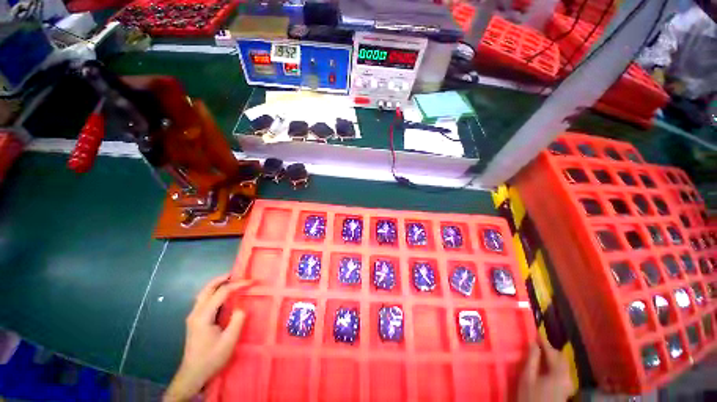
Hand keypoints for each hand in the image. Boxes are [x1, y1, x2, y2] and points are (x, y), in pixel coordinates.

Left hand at [164, 275, 252, 401]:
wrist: (193, 374)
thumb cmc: (211, 358)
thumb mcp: (229, 340)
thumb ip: (237, 320)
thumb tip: (240, 308)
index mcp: (203, 316)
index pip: (221, 293)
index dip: (237, 285)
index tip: (251, 282)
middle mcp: (195, 313)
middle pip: (207, 289)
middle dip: (221, 279)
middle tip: (236, 274)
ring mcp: (193, 317)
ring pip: (203, 294)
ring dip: (216, 285)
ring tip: (230, 280)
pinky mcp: (194, 321)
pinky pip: (203, 301)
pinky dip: (213, 293)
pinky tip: (221, 296)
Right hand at [518, 335, 572, 401]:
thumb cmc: (530, 396)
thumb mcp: (527, 377)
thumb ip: (532, 359)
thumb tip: (533, 343)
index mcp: (559, 373)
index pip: (552, 352)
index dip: (544, 341)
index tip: (536, 331)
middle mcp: (568, 377)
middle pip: (561, 358)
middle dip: (549, 349)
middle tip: (537, 342)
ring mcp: (568, 384)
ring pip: (562, 364)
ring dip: (552, 356)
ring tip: (540, 351)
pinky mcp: (566, 389)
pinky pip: (562, 371)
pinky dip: (554, 364)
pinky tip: (545, 365)